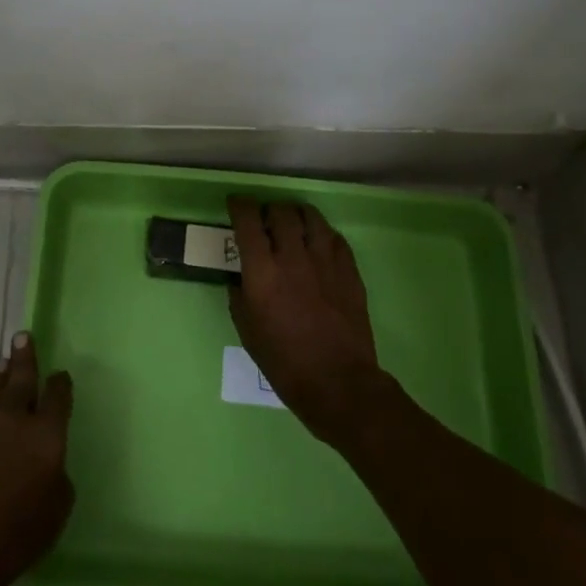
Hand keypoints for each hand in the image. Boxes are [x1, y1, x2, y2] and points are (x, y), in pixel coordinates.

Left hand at [0, 331, 74, 585]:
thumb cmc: (8, 538)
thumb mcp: (53, 516)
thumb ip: (57, 484)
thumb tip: (50, 468)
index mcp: (44, 436)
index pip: (57, 399)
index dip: (60, 385)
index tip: (60, 375)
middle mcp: (10, 421)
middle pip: (21, 382)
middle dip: (24, 359)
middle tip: (22, 337)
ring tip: (0, 363)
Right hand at [226, 197, 384, 443]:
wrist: (338, 382)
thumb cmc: (284, 362)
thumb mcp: (247, 330)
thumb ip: (240, 295)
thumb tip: (240, 276)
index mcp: (263, 271)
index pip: (248, 221)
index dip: (240, 206)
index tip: (236, 204)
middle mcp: (294, 257)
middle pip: (282, 212)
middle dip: (269, 209)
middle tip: (265, 219)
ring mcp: (326, 261)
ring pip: (312, 218)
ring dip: (297, 215)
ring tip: (293, 223)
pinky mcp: (349, 270)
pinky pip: (335, 238)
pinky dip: (322, 234)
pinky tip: (319, 243)